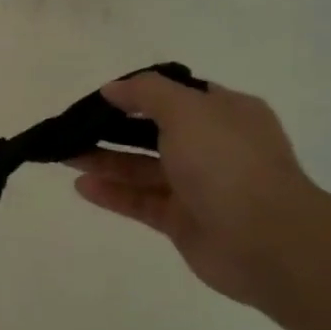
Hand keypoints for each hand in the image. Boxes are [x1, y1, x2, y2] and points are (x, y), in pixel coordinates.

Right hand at [69, 75, 328, 306]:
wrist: (266, 240)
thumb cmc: (228, 163)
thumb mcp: (188, 111)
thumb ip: (147, 93)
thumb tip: (114, 88)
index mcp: (226, 114)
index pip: (178, 96)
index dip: (139, 94)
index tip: (101, 98)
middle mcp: (214, 147)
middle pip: (154, 133)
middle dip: (113, 129)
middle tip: (72, 129)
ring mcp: (199, 187)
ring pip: (143, 169)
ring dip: (105, 161)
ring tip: (64, 156)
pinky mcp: (183, 221)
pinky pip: (140, 201)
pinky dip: (112, 193)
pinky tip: (81, 186)